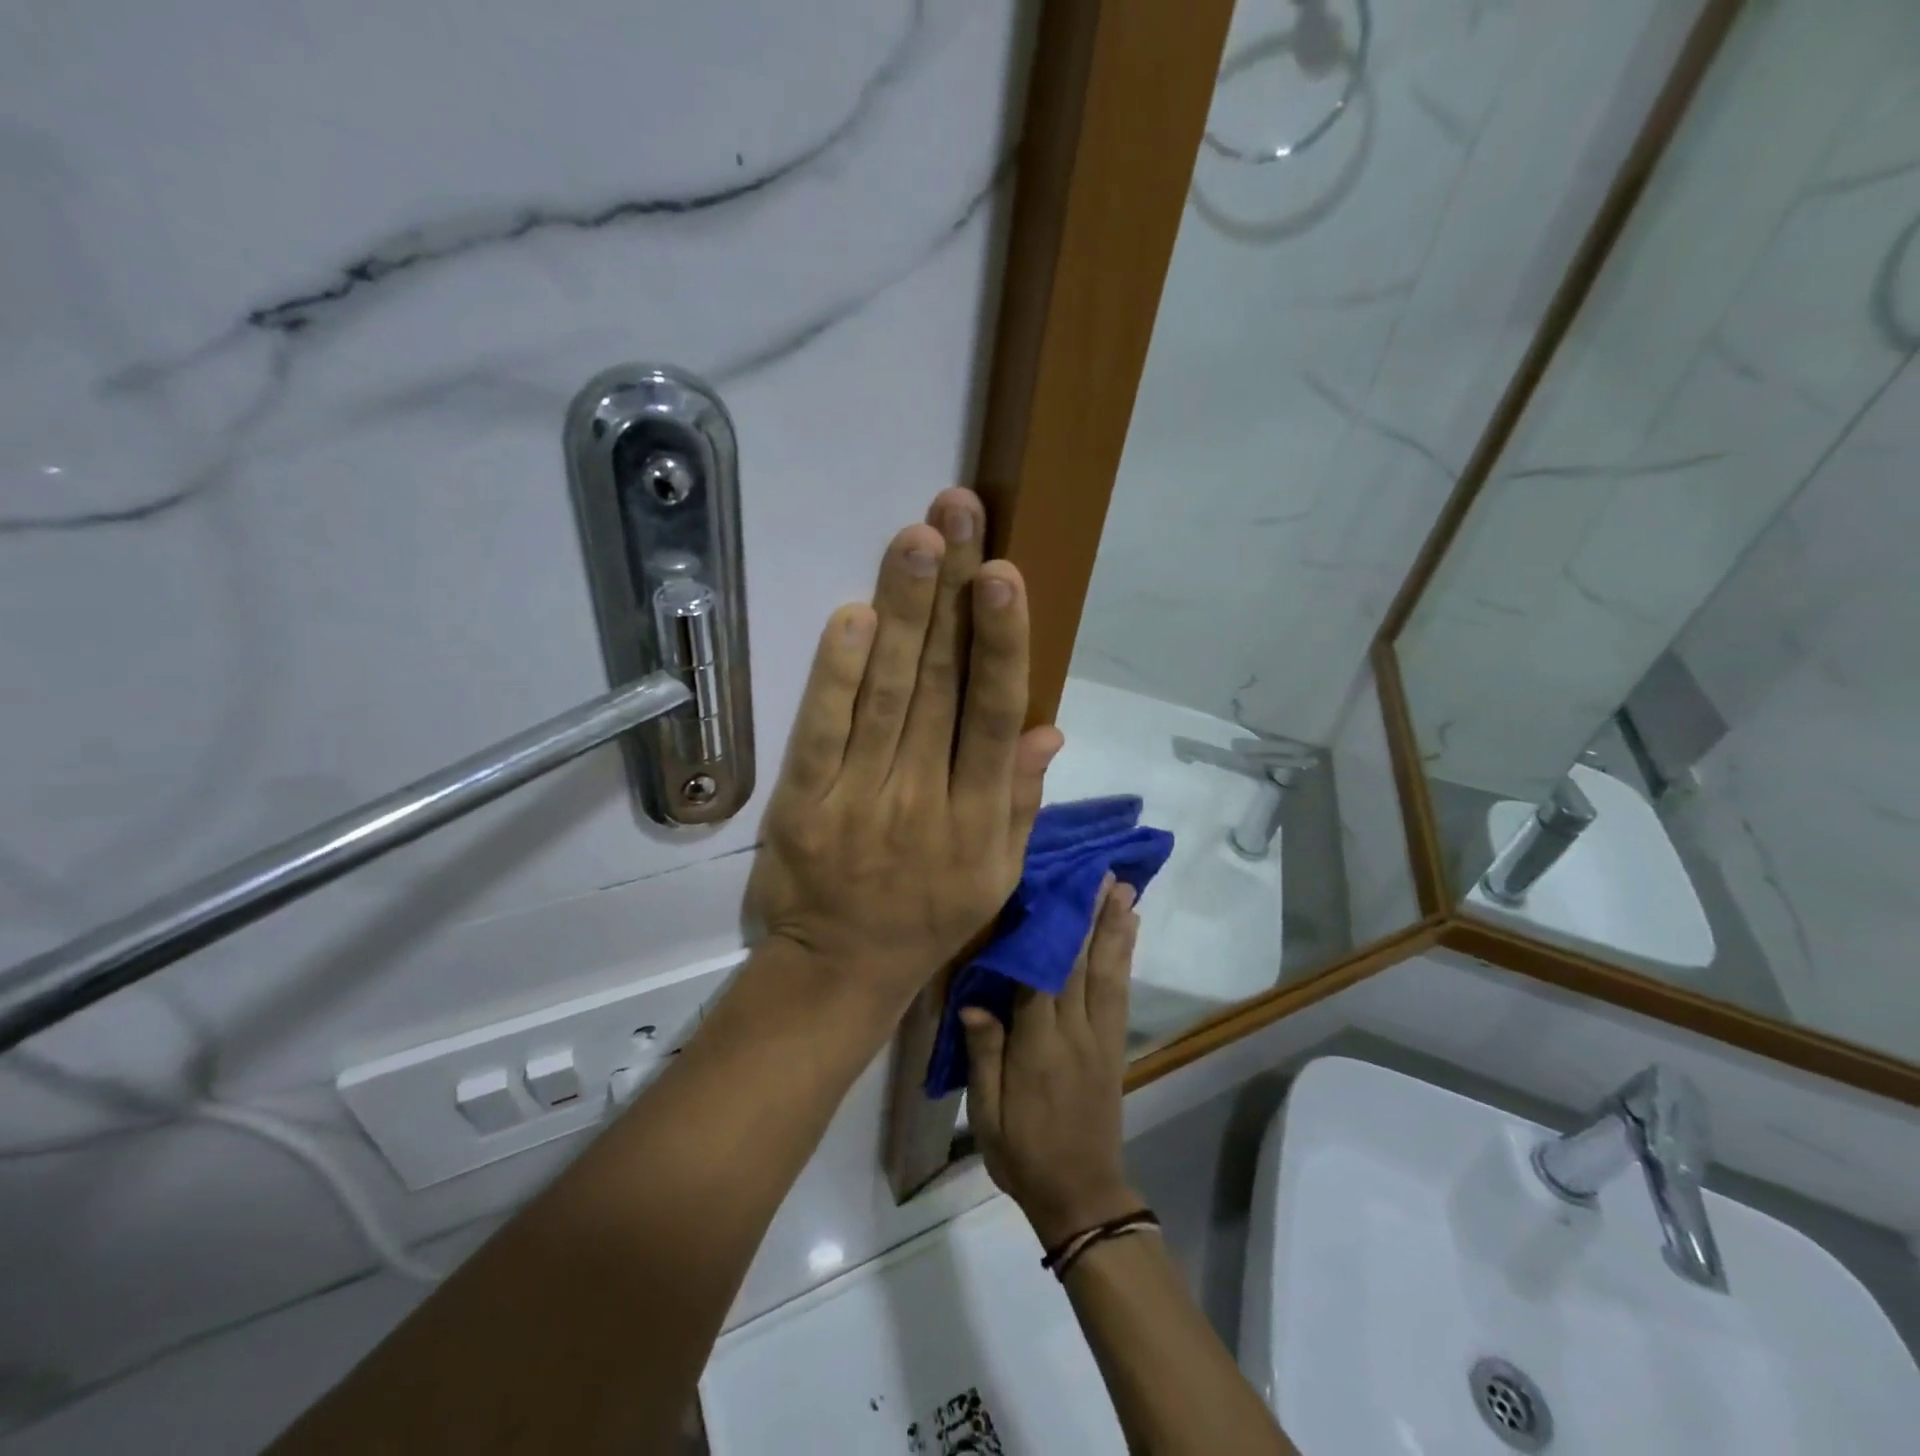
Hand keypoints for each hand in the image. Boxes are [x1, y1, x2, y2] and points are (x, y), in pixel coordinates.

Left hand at [747, 488, 1063, 1014]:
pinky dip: (836, 675)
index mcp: (978, 818)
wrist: (840, 970)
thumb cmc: (929, 918)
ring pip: (885, 695)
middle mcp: (924, 800)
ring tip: (917, 541)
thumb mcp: (997, 875)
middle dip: (951, 595)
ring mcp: (859, 800)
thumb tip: (1049, 727)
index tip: (1004, 575)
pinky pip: (821, 733)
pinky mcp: (803, 805)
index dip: (1001, 643)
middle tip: (958, 514)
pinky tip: (853, 617)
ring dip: (902, 614)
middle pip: (939, 686)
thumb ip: (1021, 801)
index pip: (993, 715)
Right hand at [962, 878, 1143, 1248]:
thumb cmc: (1023, 1153)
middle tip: (1100, 873)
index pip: (1042, 978)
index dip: (1048, 932)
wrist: (1081, 1196)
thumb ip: (983, 1055)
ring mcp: (1101, 1038)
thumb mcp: (987, 1115)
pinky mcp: (1114, 1046)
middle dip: (1090, 916)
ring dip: (1115, 928)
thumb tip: (973, 1000)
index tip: (1049, 890)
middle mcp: (1075, 1034)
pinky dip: (1125, 957)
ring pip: (1108, 973)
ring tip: (1122, 889)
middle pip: (1082, 965)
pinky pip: (1120, 993)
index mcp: (1039, 1048)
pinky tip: (1129, 933)